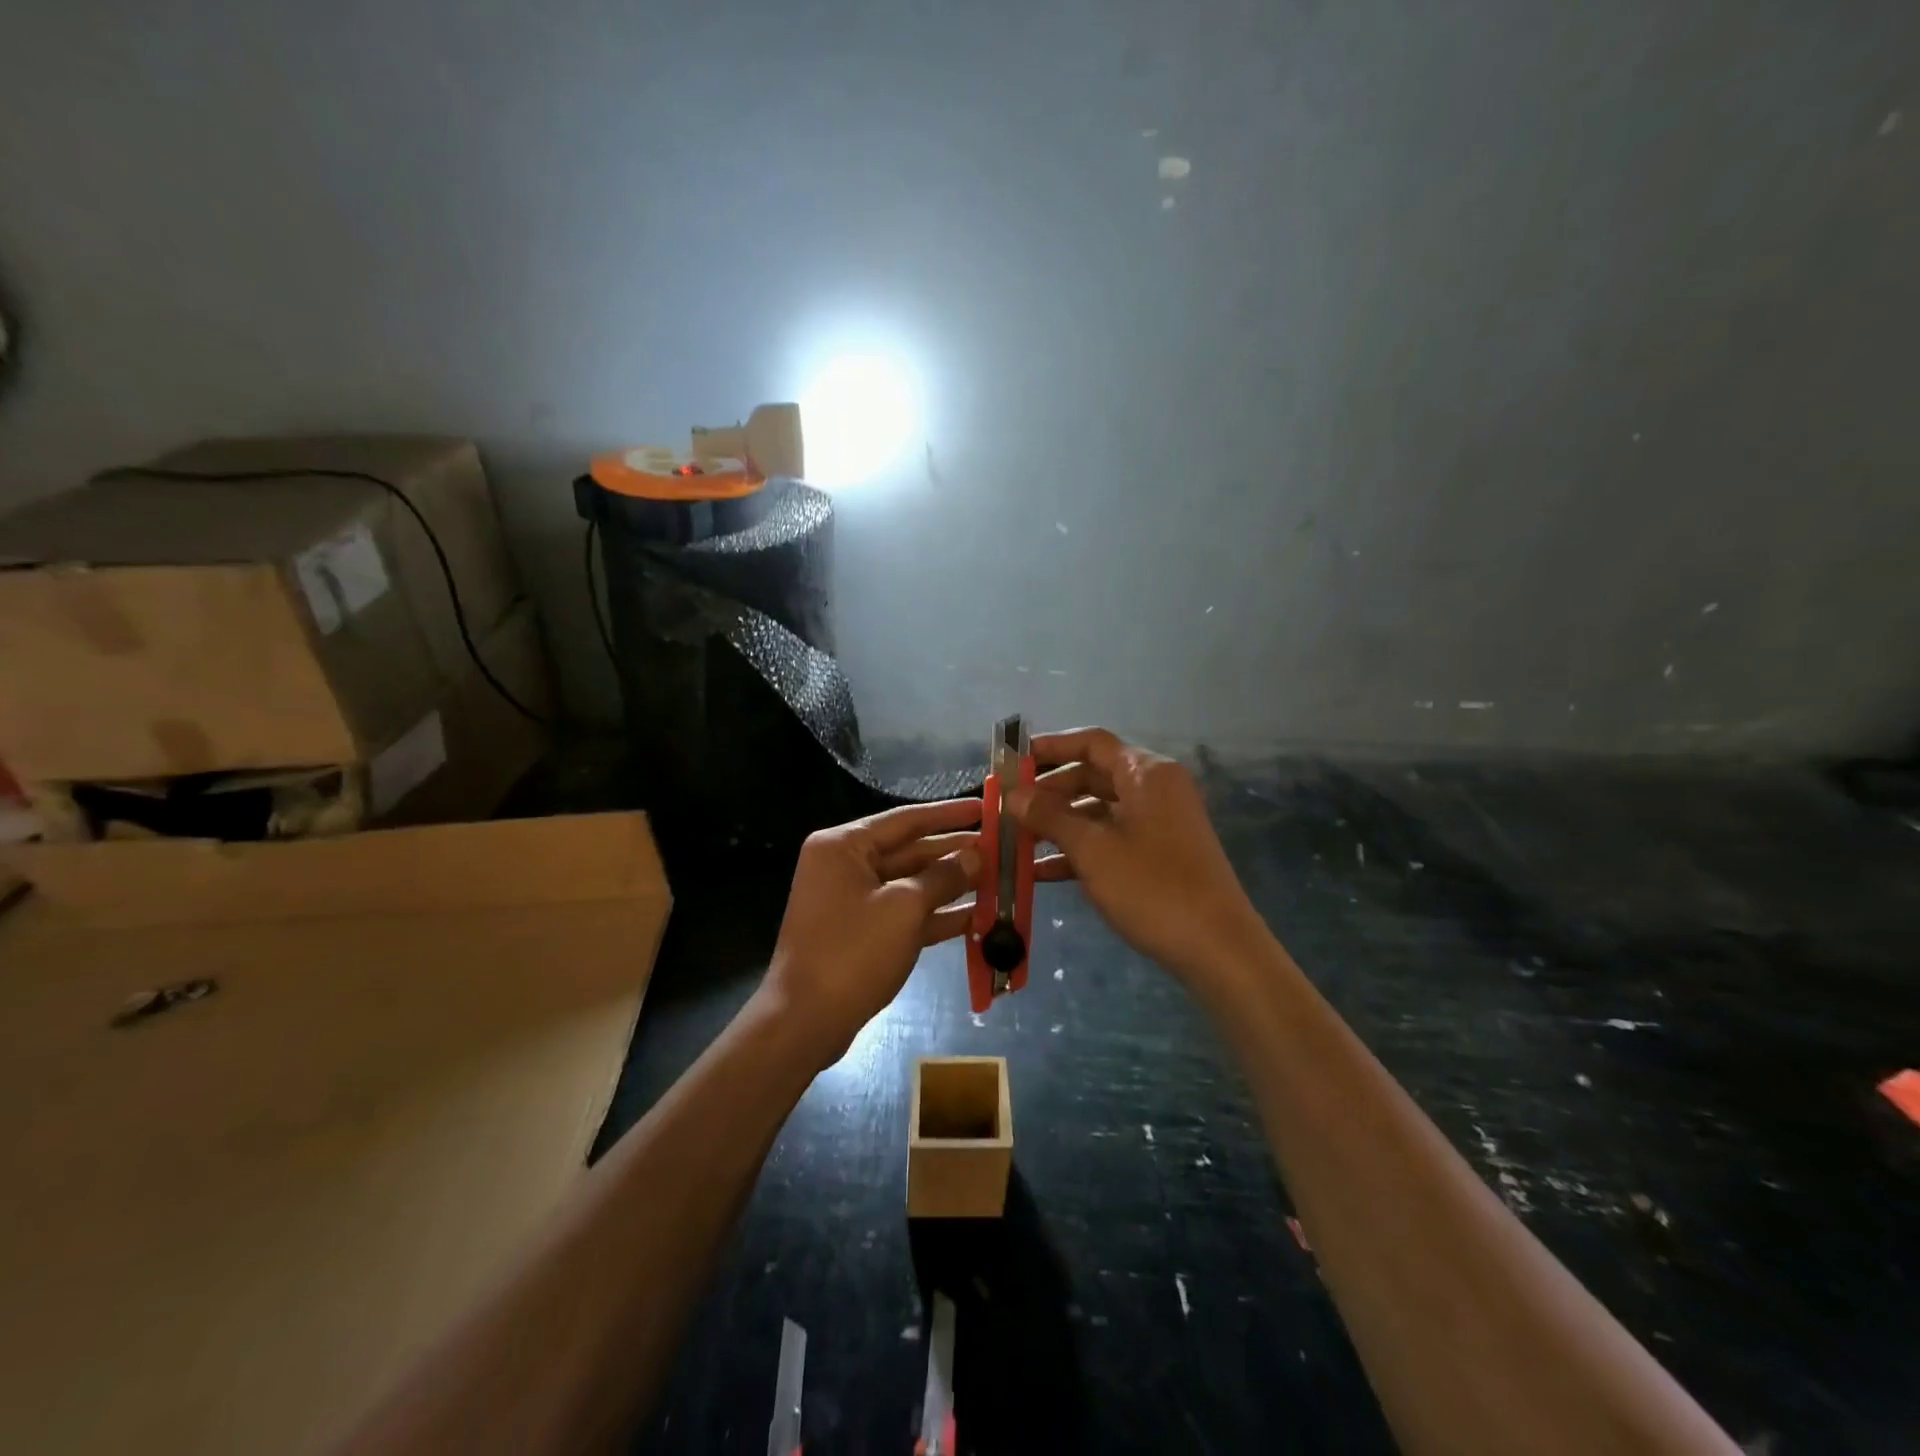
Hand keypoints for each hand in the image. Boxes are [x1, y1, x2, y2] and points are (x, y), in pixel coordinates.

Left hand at [762, 798, 982, 1066]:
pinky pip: (904, 913)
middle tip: (999, 848)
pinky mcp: (860, 933)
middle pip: (909, 850)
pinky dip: (936, 915)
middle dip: (953, 852)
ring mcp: (851, 901)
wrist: (805, 1022)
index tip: (986, 808)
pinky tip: (977, 916)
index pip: (905, 819)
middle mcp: (844, 865)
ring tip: (997, 880)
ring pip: (910, 884)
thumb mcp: (904, 908)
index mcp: (844, 846)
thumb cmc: (852, 952)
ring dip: (951, 885)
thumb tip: (976, 854)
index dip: (949, 814)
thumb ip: (943, 876)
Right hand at [1008, 727, 1265, 993]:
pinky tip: (1041, 872)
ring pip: (1099, 810)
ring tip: (1017, 839)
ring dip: (1059, 823)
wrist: (1218, 949)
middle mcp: (1155, 789)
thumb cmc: (1153, 888)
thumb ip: (1050, 816)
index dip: (1051, 747)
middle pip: (1093, 775)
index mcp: (1146, 773)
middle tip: (1010, 806)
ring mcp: (1159, 823)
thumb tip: (1012, 794)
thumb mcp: (1093, 850)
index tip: (1014, 761)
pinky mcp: (1159, 854)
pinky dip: (1080, 848)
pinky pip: (1111, 838)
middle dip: (1049, 790)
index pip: (1092, 743)